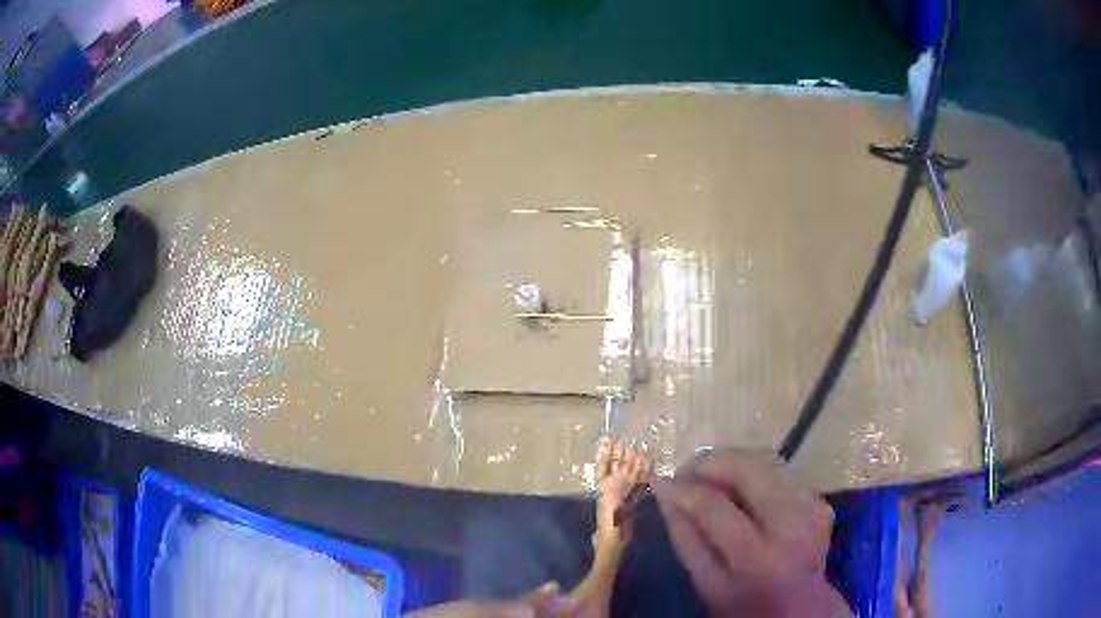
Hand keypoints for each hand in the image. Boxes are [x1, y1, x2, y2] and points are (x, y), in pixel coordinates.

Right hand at [652, 452, 847, 616]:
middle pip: (750, 470)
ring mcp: (812, 509)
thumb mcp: (707, 586)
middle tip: (688, 471)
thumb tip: (665, 494)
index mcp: (757, 558)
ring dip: (734, 464)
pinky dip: (756, 475)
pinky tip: (741, 488)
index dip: (683, 490)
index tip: (660, 481)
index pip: (714, 507)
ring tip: (710, 477)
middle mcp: (792, 525)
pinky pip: (782, 473)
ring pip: (768, 463)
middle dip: (713, 462)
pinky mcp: (820, 501)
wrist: (800, 611)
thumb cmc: (745, 605)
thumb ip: (687, 540)